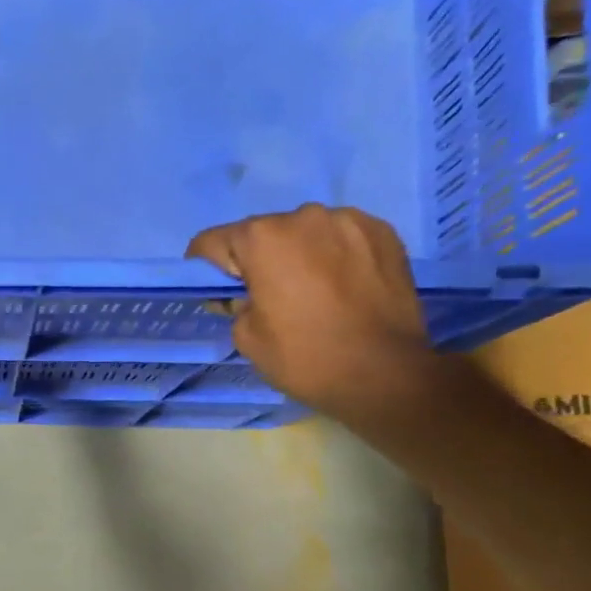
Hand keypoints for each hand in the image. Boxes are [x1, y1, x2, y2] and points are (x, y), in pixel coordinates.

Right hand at [186, 204, 432, 418]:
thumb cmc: (304, 357)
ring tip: (313, 291)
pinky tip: (344, 286)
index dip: (206, 268)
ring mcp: (348, 220)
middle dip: (257, 260)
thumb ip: (235, 303)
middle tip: (268, 296)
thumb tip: (243, 293)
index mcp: (262, 239)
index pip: (212, 242)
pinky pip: (342, 237)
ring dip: (299, 254)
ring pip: (305, 232)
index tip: (216, 290)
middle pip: (262, 233)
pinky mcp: (382, 231)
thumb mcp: (246, 338)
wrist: (384, 373)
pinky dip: (335, 255)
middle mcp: (303, 216)